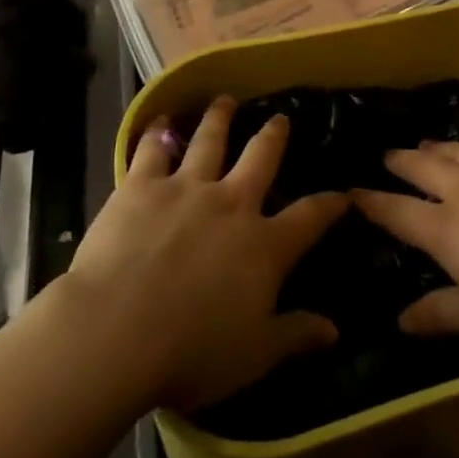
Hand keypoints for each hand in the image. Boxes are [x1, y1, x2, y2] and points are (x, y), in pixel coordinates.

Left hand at [58, 96, 346, 411]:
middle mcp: (231, 203)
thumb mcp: (253, 355)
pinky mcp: (142, 186)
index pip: (308, 218)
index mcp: (263, 245)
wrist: (116, 331)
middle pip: (260, 158)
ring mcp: (186, 188)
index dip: (329, 205)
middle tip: (280, 119)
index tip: (342, 194)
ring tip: (225, 101)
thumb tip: (334, 330)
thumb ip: (294, 336)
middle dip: (273, 136)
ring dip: (219, 118)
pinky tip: (159, 121)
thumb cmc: (190, 353)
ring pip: (209, 141)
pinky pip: (153, 150)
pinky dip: (157, 134)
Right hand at [353, 142, 458, 343]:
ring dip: (438, 147)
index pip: (399, 212)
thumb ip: (443, 313)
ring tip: (425, 143)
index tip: (352, 191)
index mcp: (448, 228)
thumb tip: (400, 320)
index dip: (373, 202)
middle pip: (424, 168)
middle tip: (387, 155)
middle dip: (402, 162)